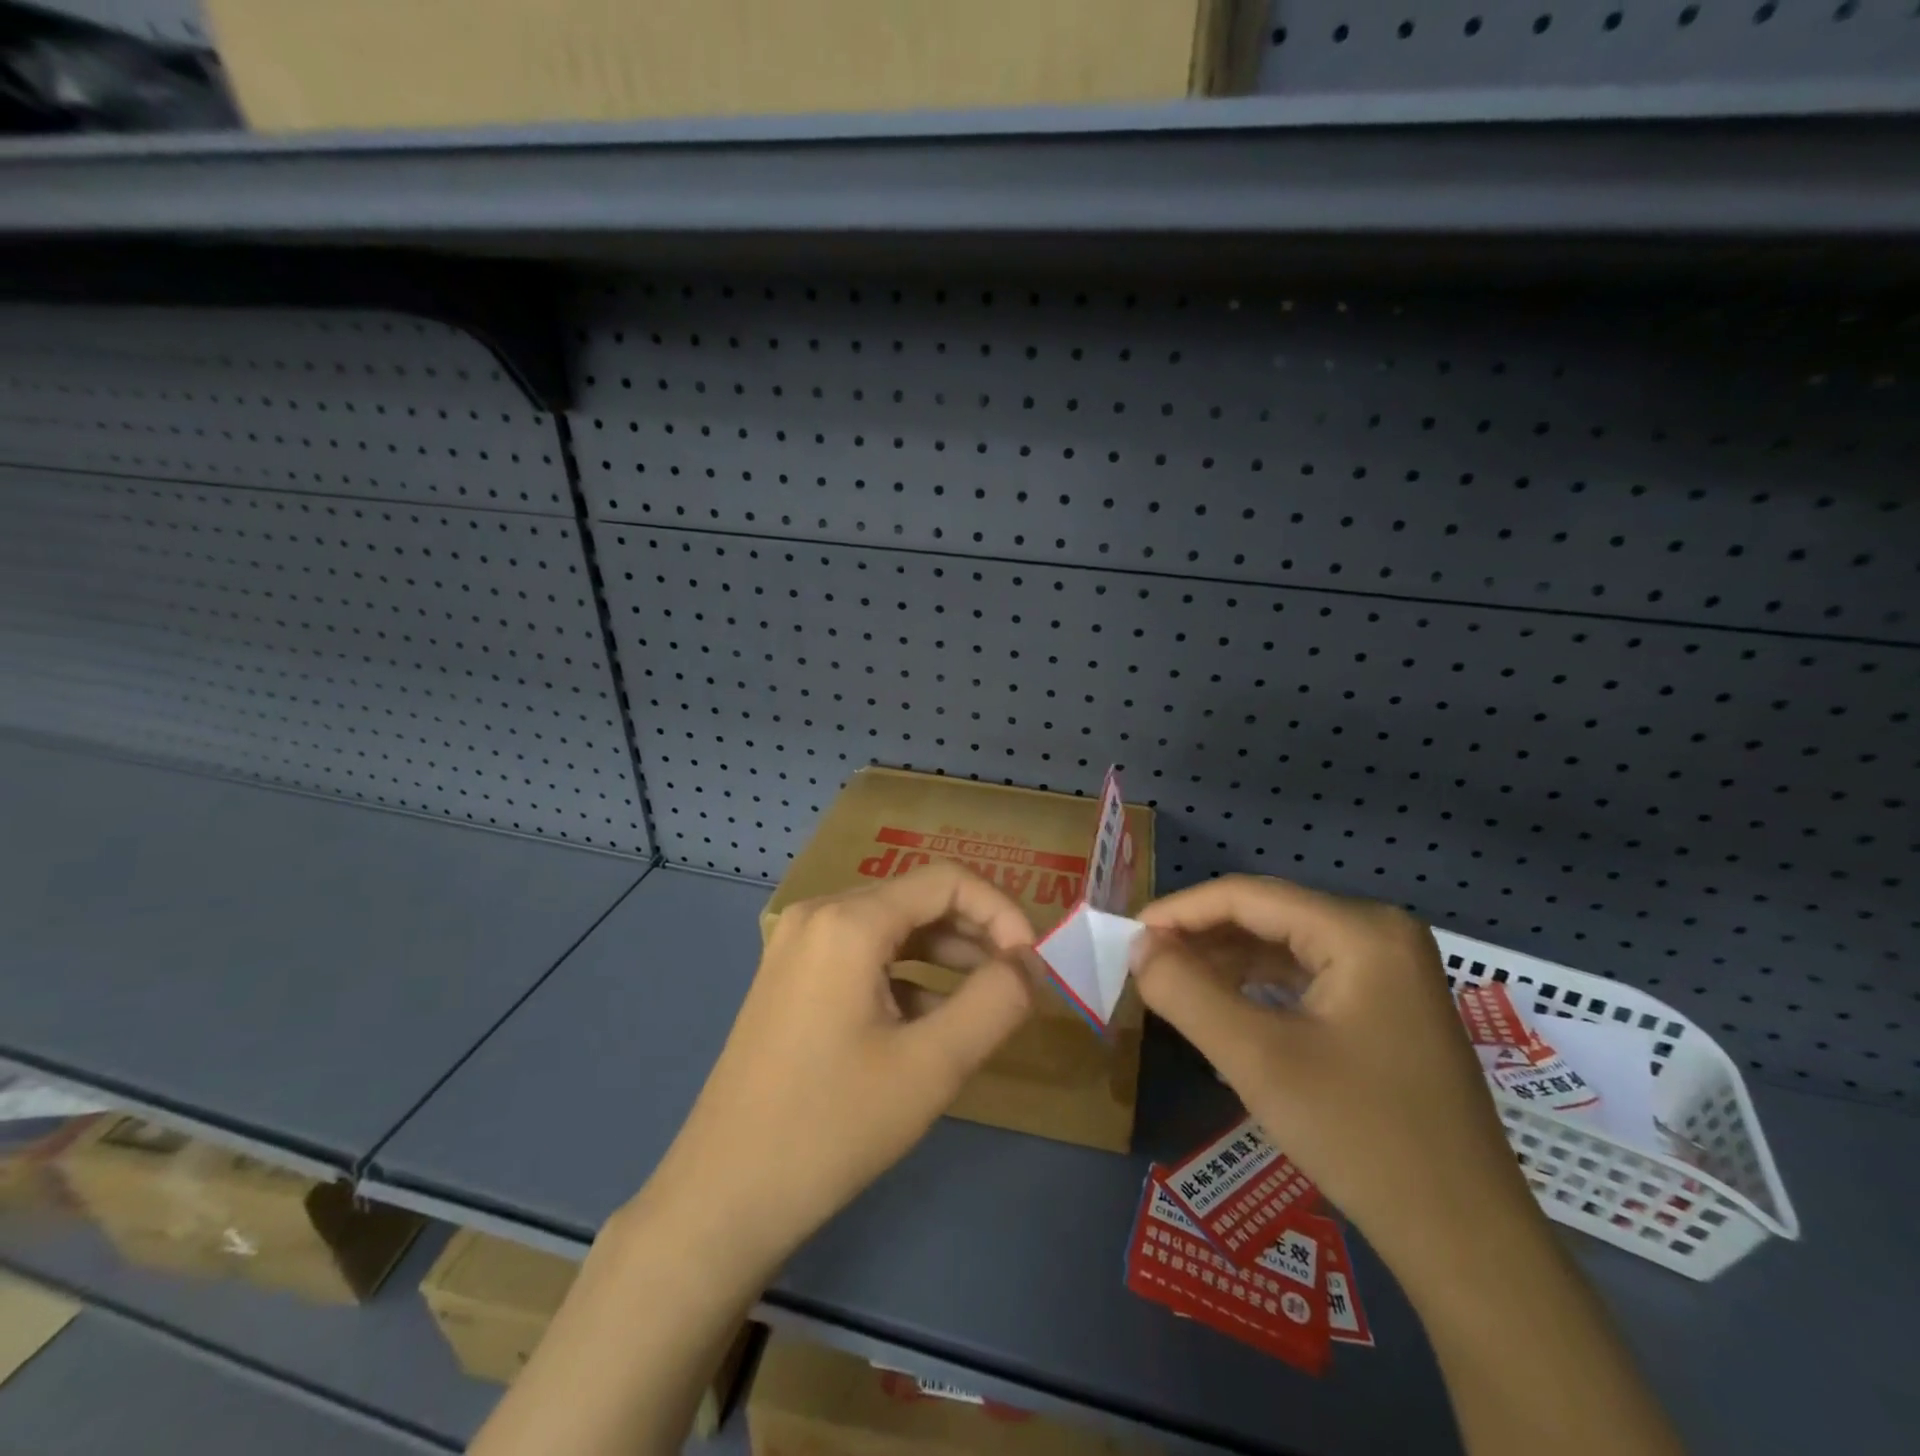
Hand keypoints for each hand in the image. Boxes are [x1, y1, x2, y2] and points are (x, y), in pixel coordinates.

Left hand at [635, 864, 1038, 1274]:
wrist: (724, 1196)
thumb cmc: (832, 1126)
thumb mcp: (932, 1066)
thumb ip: (995, 1003)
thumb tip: (1030, 965)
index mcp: (849, 920)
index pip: (947, 881)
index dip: (1001, 911)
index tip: (1032, 964)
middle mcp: (820, 914)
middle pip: (917, 899)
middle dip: (976, 932)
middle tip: (1017, 982)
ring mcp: (799, 945)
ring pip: (892, 928)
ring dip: (945, 954)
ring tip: (986, 1000)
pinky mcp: (792, 977)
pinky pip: (863, 956)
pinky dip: (907, 975)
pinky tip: (930, 1023)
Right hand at [1132, 875, 1534, 1272]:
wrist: (1466, 1243)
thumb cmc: (1361, 1137)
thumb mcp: (1257, 1059)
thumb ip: (1185, 992)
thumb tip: (1138, 946)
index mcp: (1361, 930)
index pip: (1248, 896)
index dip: (1180, 910)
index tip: (1129, 937)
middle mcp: (1380, 933)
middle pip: (1267, 915)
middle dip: (1201, 937)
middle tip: (1145, 965)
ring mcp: (1390, 970)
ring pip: (1284, 945)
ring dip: (1225, 961)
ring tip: (1172, 985)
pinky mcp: (1388, 1005)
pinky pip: (1306, 975)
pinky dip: (1258, 986)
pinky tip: (1223, 1007)